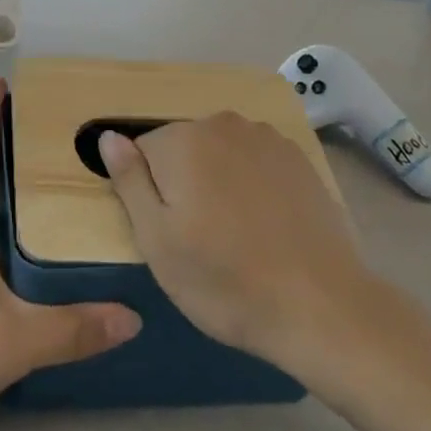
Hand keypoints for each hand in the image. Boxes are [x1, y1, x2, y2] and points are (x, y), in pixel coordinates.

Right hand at [101, 115, 370, 373]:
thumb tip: (108, 136)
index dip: (150, 193)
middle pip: (183, 148)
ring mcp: (265, 137)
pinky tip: (266, 225)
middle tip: (200, 239)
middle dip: (184, 182)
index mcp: (182, 140)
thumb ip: (129, 181)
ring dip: (218, 180)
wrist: (321, 306)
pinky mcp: (298, 158)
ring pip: (220, 153)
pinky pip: (255, 161)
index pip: (143, 151)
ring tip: (236, 234)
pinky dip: (252, 183)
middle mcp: (222, 124)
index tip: (168, 231)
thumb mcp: (157, 241)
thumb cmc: (225, 280)